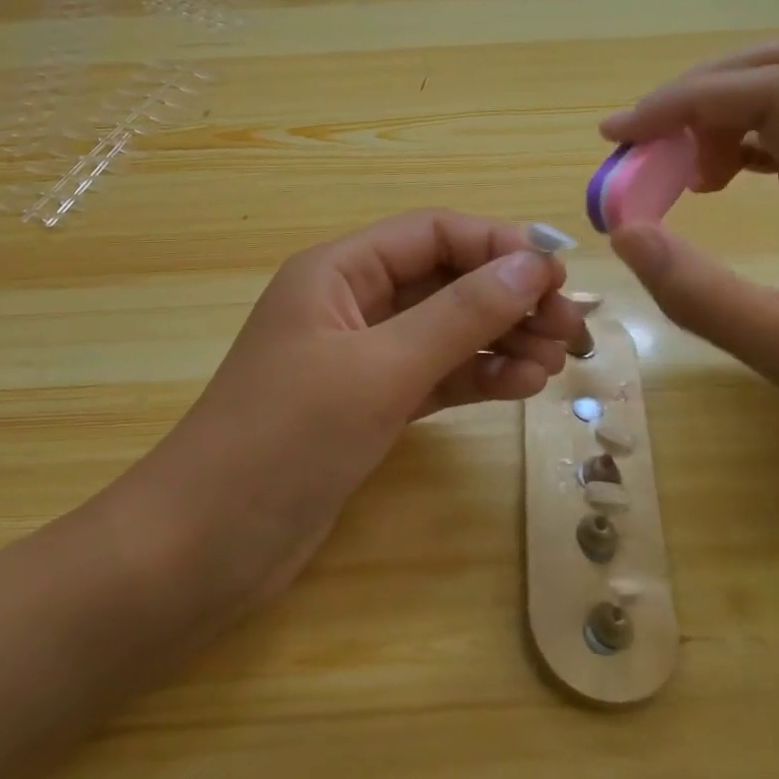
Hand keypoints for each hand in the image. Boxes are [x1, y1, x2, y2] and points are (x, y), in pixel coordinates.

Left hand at [111, 211, 585, 617]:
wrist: (205, 545)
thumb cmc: (285, 439)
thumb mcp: (379, 370)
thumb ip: (459, 316)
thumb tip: (534, 266)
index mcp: (337, 271)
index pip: (431, 233)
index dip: (497, 245)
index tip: (560, 276)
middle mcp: (348, 303)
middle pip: (443, 279)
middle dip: (507, 297)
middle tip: (573, 330)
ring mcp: (358, 358)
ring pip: (443, 330)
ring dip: (500, 338)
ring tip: (556, 363)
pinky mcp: (366, 406)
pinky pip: (433, 376)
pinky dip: (476, 377)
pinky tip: (522, 386)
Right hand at [601, 42, 778, 501]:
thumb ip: (699, 293)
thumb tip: (623, 230)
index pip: (774, 93)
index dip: (687, 99)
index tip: (622, 137)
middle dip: (705, 87)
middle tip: (648, 137)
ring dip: (720, 112)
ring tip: (674, 169)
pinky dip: (737, 144)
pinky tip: (711, 184)